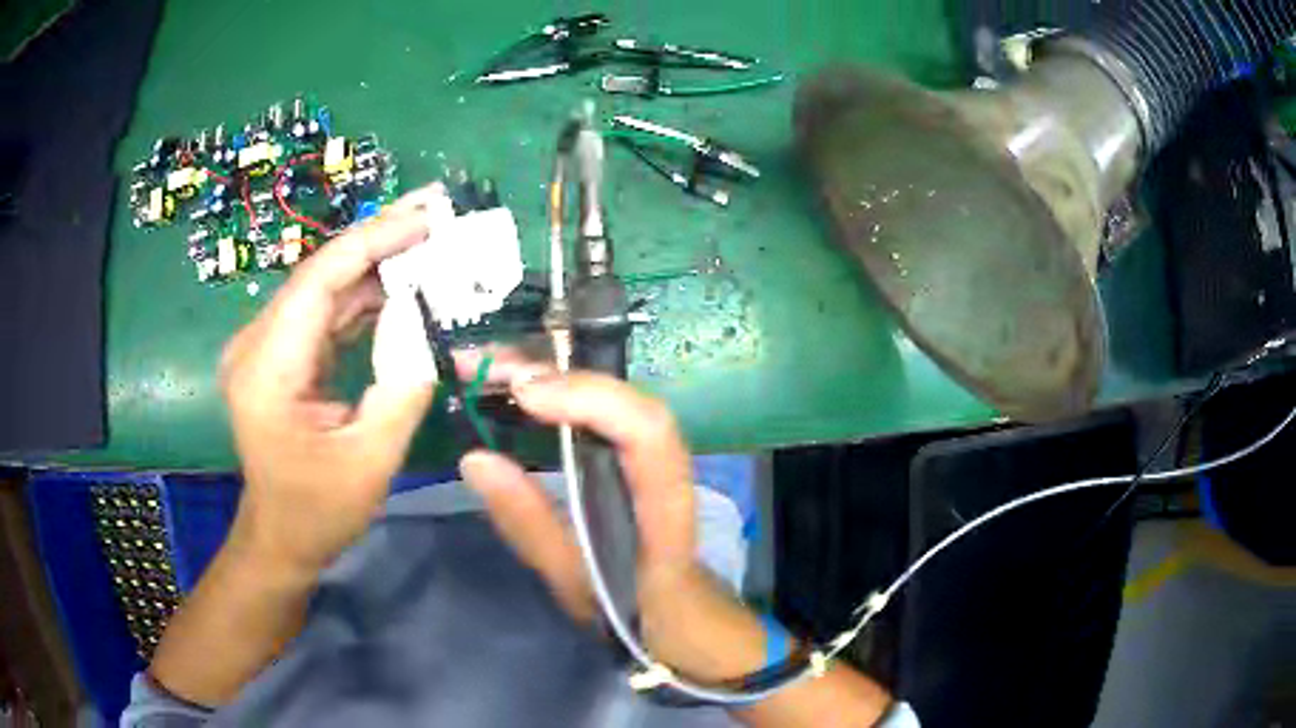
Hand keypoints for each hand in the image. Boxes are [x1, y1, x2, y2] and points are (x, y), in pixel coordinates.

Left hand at [219, 197, 436, 575]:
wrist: (280, 537)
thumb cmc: (320, 511)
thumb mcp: (371, 459)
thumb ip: (401, 383)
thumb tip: (422, 315)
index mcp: (266, 371)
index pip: (317, 282)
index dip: (372, 241)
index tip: (425, 218)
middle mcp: (255, 345)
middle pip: (318, 274)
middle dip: (378, 241)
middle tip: (435, 212)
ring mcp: (263, 347)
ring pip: (322, 287)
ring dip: (374, 264)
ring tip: (427, 239)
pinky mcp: (277, 354)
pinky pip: (322, 312)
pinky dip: (362, 296)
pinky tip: (400, 282)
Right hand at [459, 363, 759, 679]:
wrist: (683, 618)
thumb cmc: (637, 612)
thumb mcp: (576, 585)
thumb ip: (531, 527)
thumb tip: (475, 458)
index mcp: (665, 510)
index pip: (648, 433)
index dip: (591, 399)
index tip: (524, 393)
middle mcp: (667, 467)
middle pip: (624, 398)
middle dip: (552, 371)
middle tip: (476, 364)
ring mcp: (652, 456)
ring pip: (608, 395)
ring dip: (547, 373)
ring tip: (481, 367)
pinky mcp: (631, 455)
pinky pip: (595, 410)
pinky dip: (552, 392)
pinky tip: (508, 389)